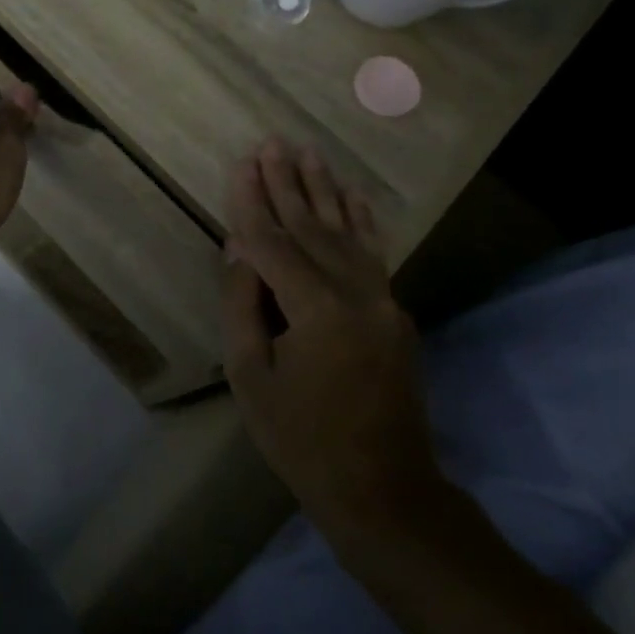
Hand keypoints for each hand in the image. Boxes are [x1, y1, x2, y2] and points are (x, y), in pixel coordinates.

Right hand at [222, 138, 447, 542]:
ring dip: (324, 190)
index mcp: (316, 310)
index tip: (241, 163)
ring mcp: (383, 301)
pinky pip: (374, 255)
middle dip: (288, 183)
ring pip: (346, 232)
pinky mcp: (394, 313)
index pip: (274, 242)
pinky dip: (362, 221)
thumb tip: (240, 249)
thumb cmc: (303, 440)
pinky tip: (353, 195)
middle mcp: (356, 293)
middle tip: (272, 142)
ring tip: (309, 153)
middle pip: (312, 227)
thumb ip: (243, 305)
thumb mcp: (251, 378)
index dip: (252, 203)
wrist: (385, 492)